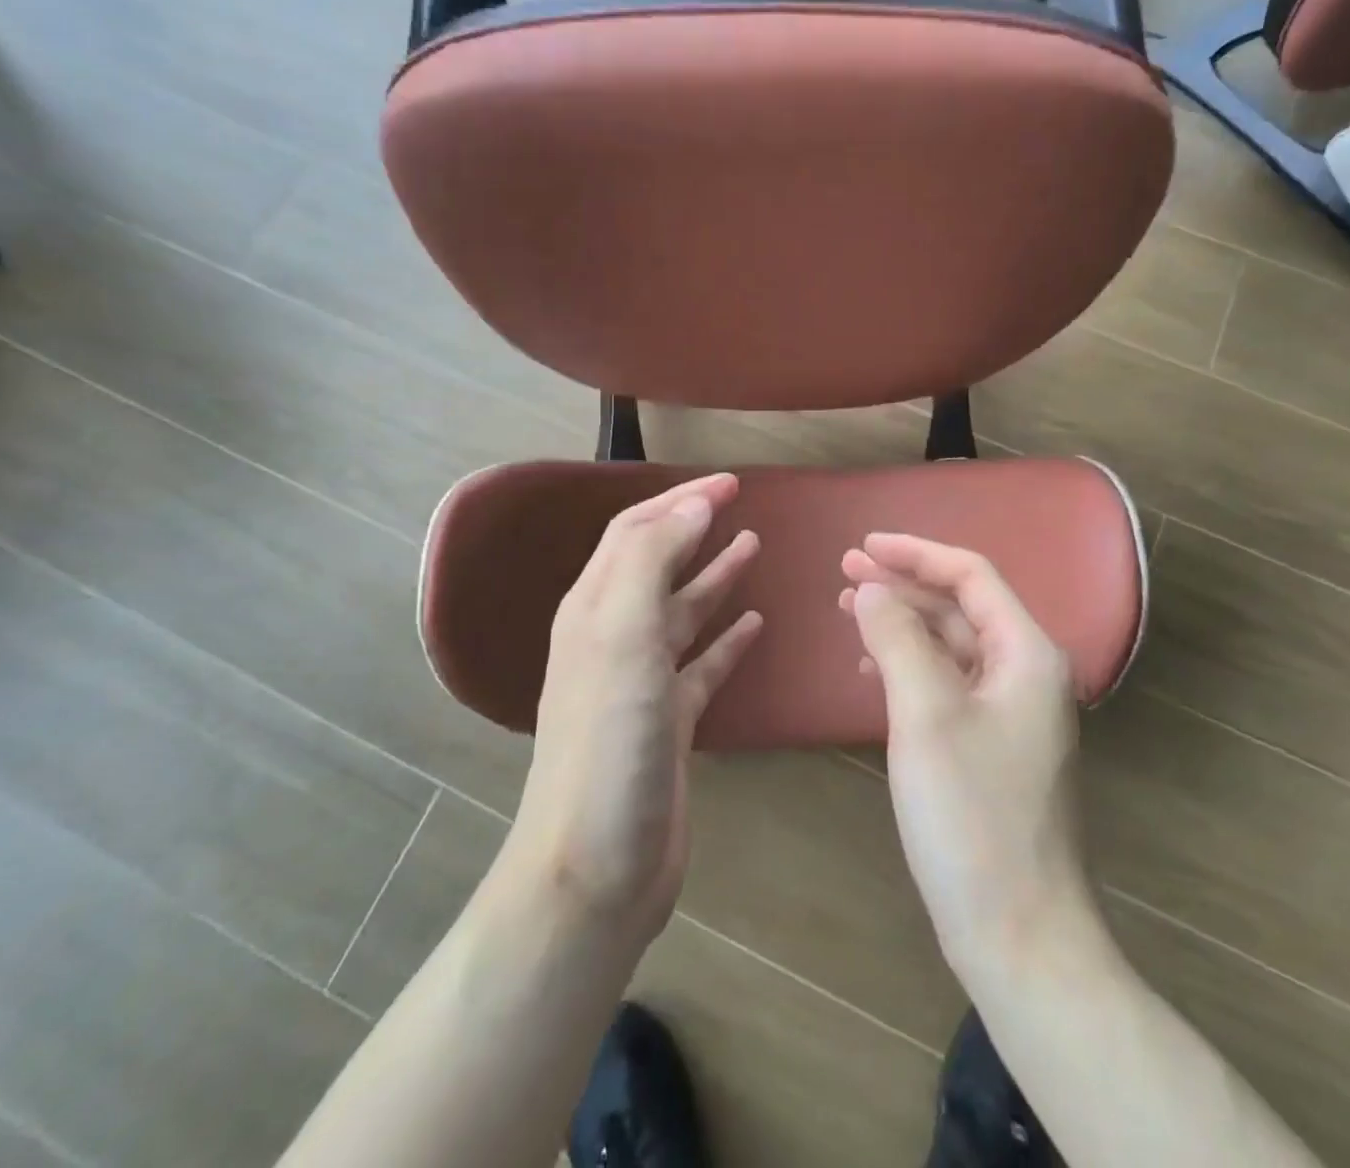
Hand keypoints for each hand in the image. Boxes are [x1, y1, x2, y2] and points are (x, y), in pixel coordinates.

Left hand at [509, 475, 761, 940]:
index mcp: (595, 609)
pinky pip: (703, 663)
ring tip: (752, 546)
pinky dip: (727, 638)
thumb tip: (693, 504)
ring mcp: (642, 681)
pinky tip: (754, 622)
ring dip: (714, 575)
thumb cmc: (610, 741)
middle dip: (695, 527)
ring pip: (683, 611)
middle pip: (657, 564)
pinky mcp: (670, 721)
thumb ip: (654, 561)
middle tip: (741, 503)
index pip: (636, 532)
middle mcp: (614, 637)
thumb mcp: (624, 635)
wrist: (596, 866)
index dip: (679, 500)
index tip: (731, 482)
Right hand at [841, 535, 1098, 982]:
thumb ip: (897, 639)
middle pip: (961, 607)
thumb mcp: (925, 714)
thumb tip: (870, 589)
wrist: (1018, 934)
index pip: (971, 575)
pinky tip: (873, 671)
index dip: (916, 553)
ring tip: (850, 611)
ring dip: (904, 624)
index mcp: (1027, 653)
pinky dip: (911, 667)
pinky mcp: (993, 747)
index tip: (864, 545)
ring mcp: (1013, 714)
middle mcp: (1027, 673)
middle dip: (904, 585)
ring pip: (952, 646)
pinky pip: (950, 685)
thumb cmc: (972, 815)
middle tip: (845, 571)